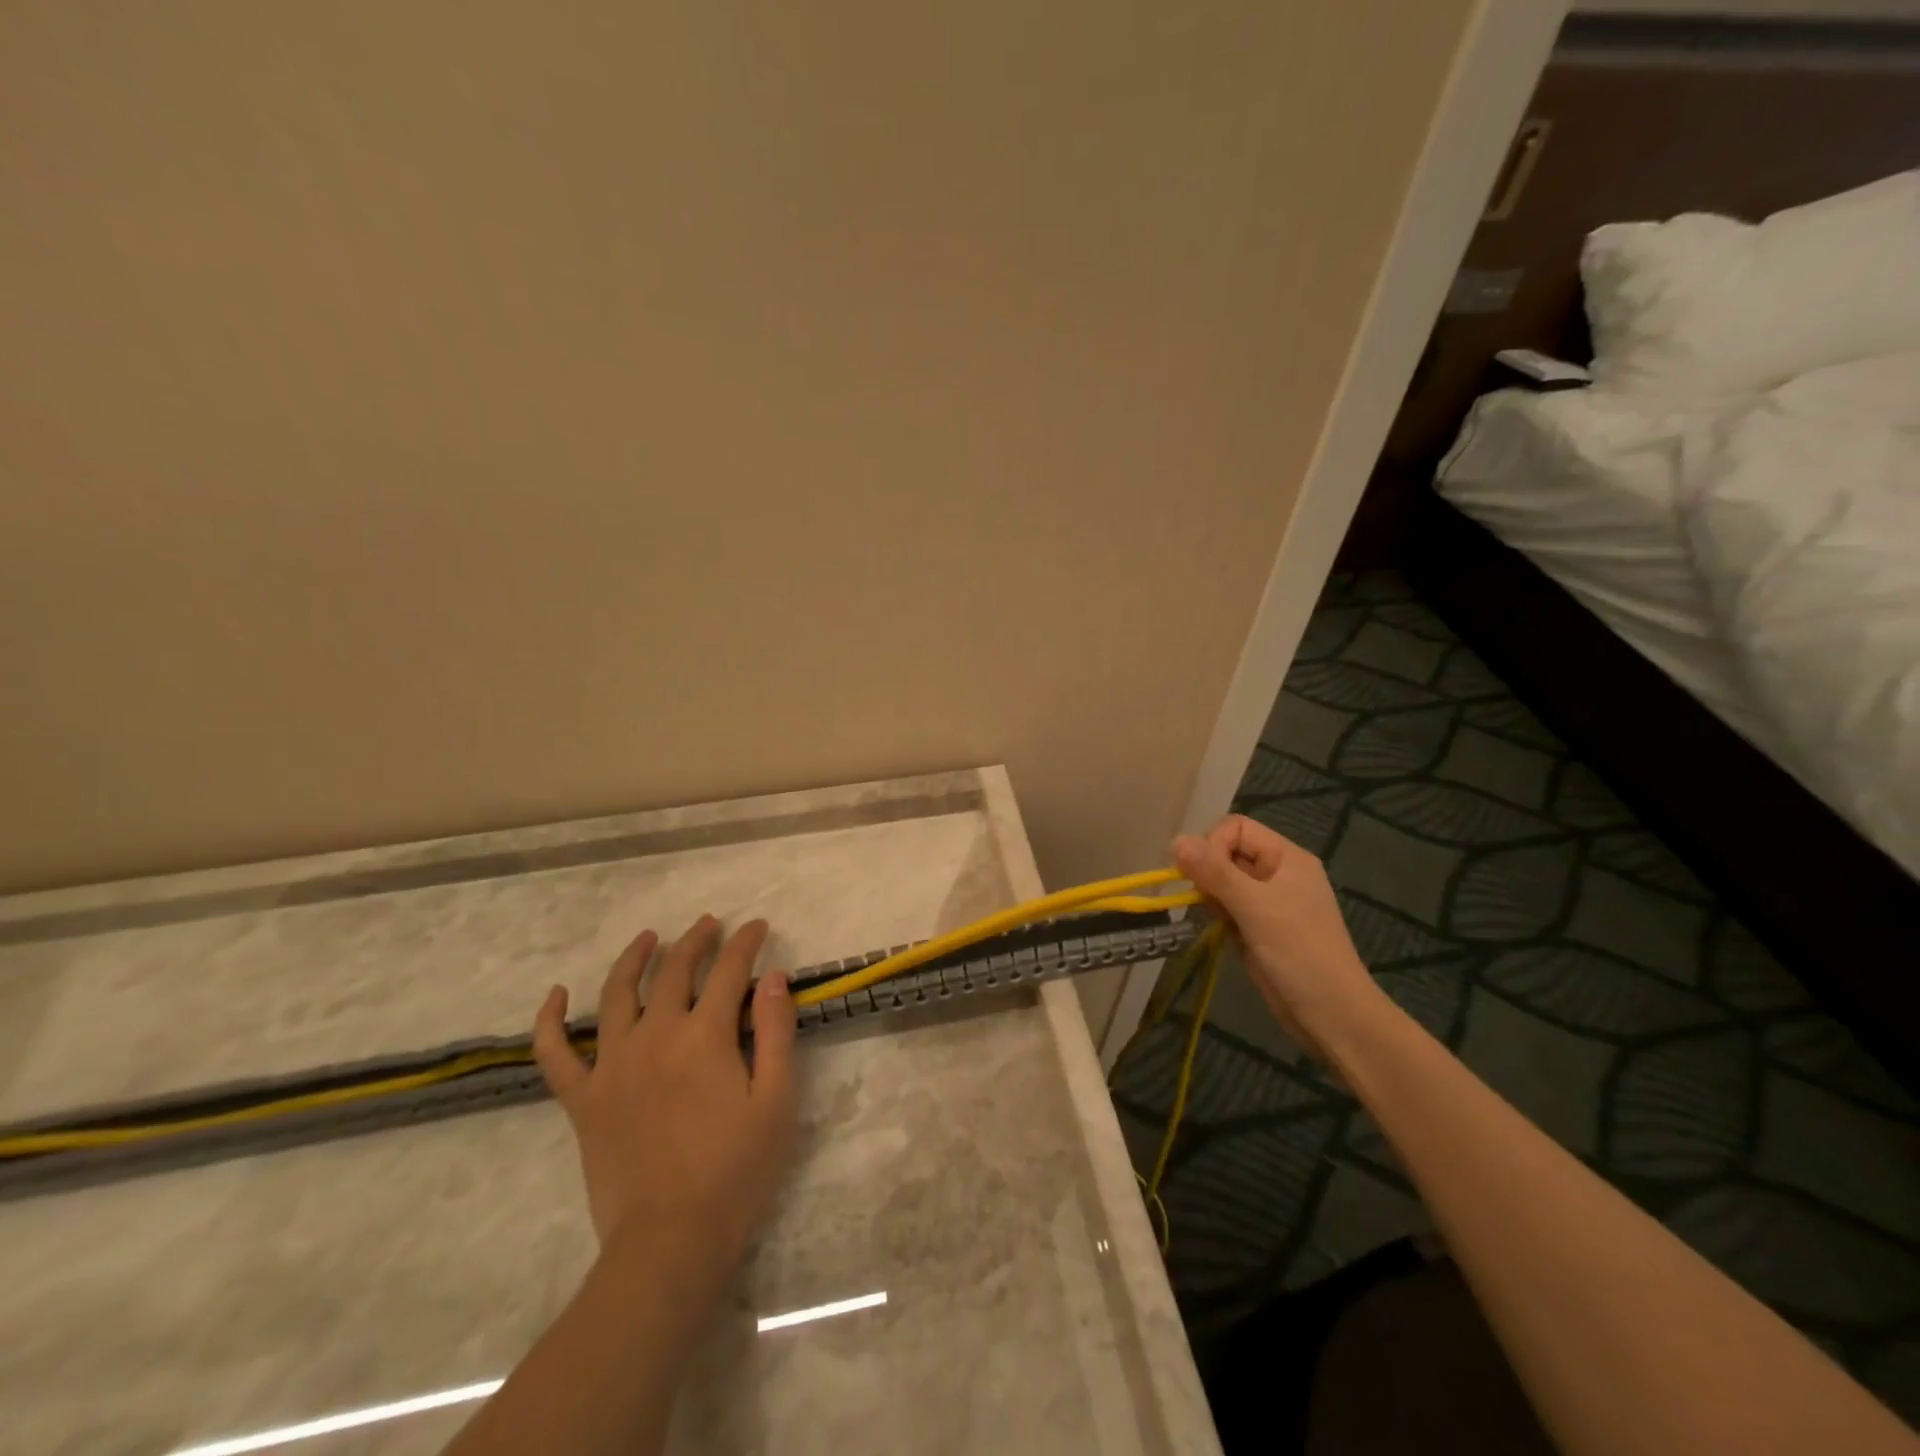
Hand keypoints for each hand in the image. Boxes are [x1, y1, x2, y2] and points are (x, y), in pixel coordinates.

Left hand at [531, 916, 799, 1283]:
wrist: (669, 1242)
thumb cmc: (736, 1171)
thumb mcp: (776, 1099)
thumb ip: (775, 1031)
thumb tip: (774, 976)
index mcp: (704, 1036)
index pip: (729, 971)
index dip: (745, 943)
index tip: (758, 926)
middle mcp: (654, 1036)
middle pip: (674, 971)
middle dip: (696, 940)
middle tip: (710, 925)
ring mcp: (611, 1066)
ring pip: (616, 995)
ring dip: (634, 959)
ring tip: (648, 938)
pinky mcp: (583, 1100)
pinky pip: (555, 1053)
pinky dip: (550, 1021)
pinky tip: (557, 995)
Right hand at [1173, 816, 1384, 1059]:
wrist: (1332, 1014)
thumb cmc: (1298, 952)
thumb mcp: (1253, 906)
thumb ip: (1214, 871)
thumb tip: (1175, 840)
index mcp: (1286, 857)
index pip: (1235, 827)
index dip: (1213, 845)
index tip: (1204, 876)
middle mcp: (1278, 873)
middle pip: (1228, 852)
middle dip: (1209, 872)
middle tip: (1207, 900)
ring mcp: (1270, 902)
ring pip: (1224, 881)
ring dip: (1212, 896)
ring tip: (1219, 919)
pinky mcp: (1260, 927)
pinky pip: (1229, 907)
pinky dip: (1219, 916)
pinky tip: (1223, 933)